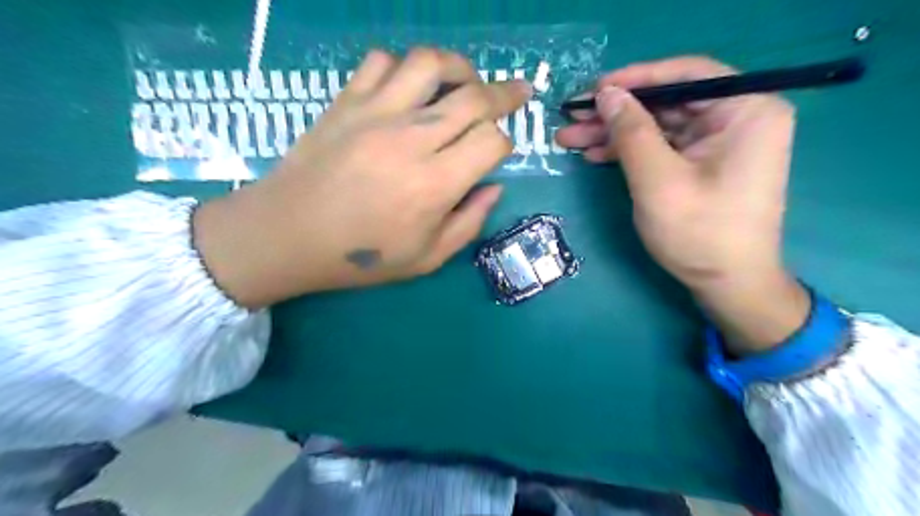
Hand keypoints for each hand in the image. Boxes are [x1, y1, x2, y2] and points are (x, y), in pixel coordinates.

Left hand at [194, 48, 532, 308]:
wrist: (288, 235)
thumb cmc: (360, 257)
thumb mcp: (426, 258)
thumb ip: (469, 223)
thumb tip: (494, 187)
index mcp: (435, 184)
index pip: (491, 141)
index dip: (506, 144)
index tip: (499, 152)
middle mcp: (411, 139)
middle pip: (474, 97)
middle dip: (506, 94)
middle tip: (518, 92)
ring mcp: (376, 113)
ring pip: (430, 64)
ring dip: (459, 68)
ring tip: (467, 80)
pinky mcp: (347, 101)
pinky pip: (382, 61)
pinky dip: (404, 67)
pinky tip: (409, 87)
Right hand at [552, 56, 805, 353]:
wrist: (727, 284)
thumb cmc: (699, 232)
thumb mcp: (658, 180)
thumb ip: (631, 132)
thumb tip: (606, 93)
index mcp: (745, 110)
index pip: (685, 75)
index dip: (634, 78)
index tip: (593, 89)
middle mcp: (738, 117)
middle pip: (667, 102)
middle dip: (615, 113)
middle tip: (572, 118)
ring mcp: (720, 142)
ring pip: (659, 125)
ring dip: (615, 133)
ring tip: (571, 139)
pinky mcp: (703, 163)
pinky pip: (662, 146)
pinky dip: (630, 151)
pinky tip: (595, 154)